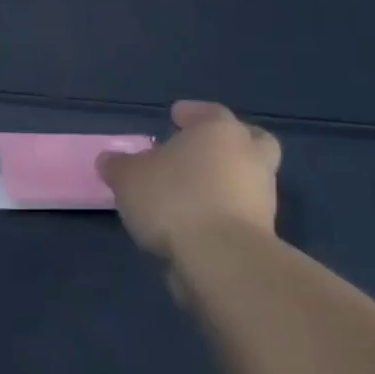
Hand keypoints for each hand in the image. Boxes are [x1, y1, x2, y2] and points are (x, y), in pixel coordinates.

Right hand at [97, 101, 281, 272]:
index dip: (191, 113)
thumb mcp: (128, 177)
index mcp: (220, 132)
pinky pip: (238, 213)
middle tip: (199, 150)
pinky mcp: (263, 235)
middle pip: (250, 141)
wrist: (223, 261)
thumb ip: (118, 165)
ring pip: (244, 179)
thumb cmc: (174, 199)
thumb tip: (110, 160)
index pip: (210, 112)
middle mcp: (249, 158)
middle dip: (227, 144)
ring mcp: (262, 198)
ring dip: (221, 182)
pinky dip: (220, 213)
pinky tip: (191, 222)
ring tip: (184, 194)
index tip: (175, 115)